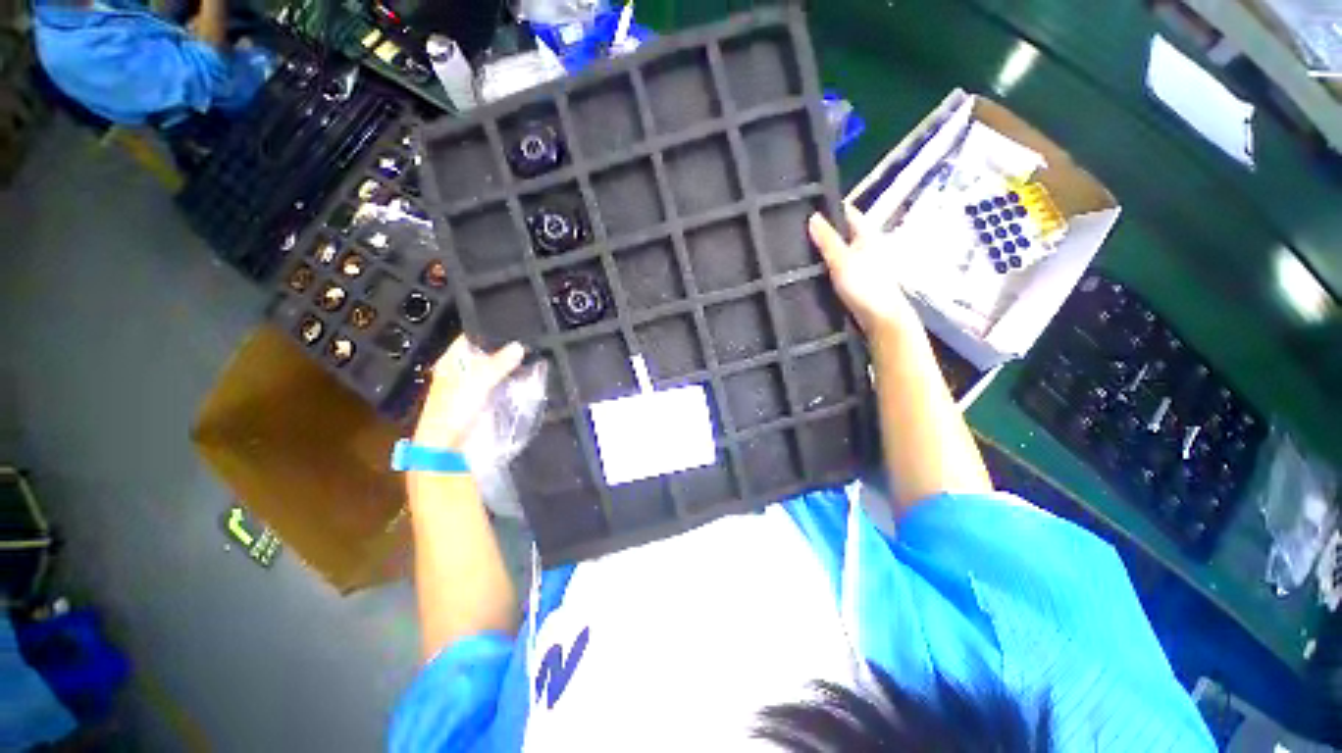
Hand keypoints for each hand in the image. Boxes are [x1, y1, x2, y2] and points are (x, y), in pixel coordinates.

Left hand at [413, 335, 525, 451]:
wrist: (448, 448)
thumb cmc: (453, 411)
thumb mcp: (478, 381)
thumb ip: (499, 363)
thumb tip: (519, 345)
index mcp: (452, 361)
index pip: (471, 337)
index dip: (489, 330)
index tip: (513, 324)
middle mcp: (462, 371)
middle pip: (486, 354)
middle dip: (505, 348)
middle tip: (530, 339)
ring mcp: (474, 387)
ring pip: (496, 370)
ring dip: (511, 366)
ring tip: (534, 354)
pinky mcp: (485, 402)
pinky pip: (502, 385)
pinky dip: (513, 381)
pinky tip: (527, 376)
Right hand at [809, 204, 919, 334]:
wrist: (881, 318)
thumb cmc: (865, 286)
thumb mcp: (841, 260)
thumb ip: (827, 239)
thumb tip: (813, 216)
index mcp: (867, 234)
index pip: (847, 213)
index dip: (829, 208)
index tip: (805, 208)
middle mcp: (866, 246)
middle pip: (842, 232)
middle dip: (822, 231)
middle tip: (795, 232)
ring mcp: (862, 264)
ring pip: (839, 251)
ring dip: (823, 251)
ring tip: (798, 251)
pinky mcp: (857, 281)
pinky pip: (838, 268)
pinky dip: (826, 267)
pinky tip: (811, 272)